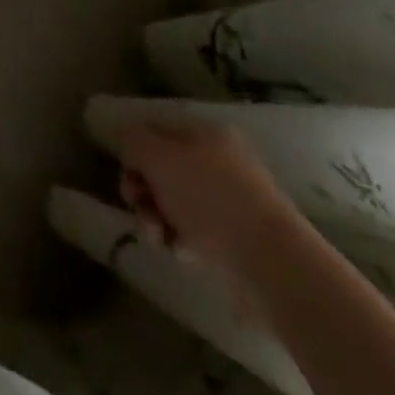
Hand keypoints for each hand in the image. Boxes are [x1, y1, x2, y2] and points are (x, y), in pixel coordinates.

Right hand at [116, 117, 305, 276]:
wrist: (270, 263)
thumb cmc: (209, 198)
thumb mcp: (159, 157)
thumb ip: (133, 140)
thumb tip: (125, 136)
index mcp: (206, 134)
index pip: (157, 131)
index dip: (134, 150)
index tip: (126, 173)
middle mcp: (219, 161)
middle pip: (163, 169)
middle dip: (143, 189)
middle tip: (137, 205)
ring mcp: (230, 201)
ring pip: (175, 203)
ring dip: (156, 218)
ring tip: (157, 237)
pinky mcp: (236, 239)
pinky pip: (194, 232)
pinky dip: (181, 240)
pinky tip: (181, 252)